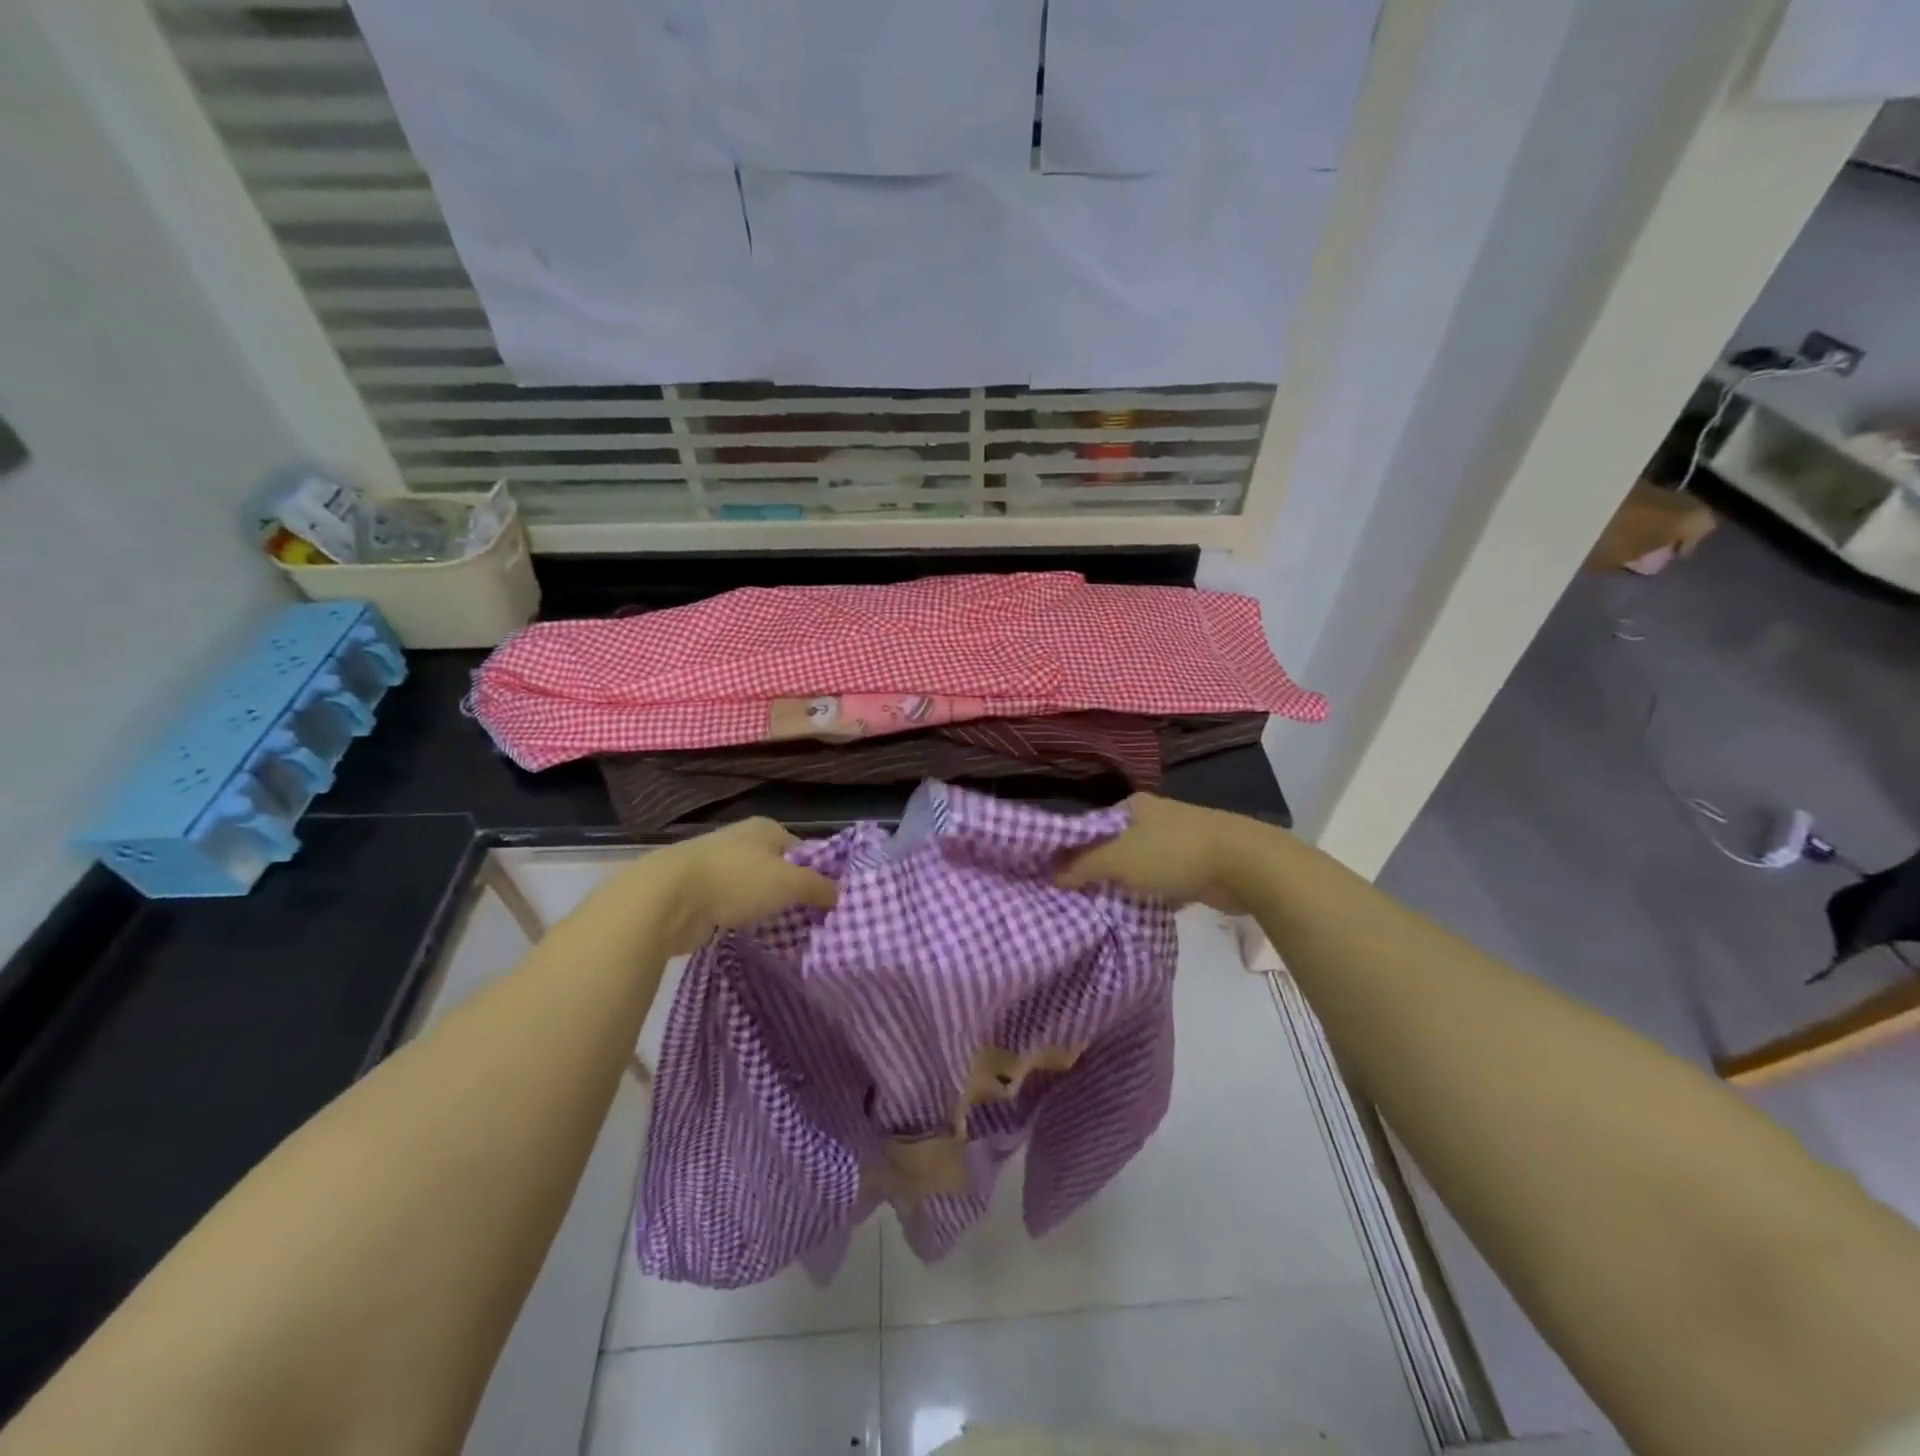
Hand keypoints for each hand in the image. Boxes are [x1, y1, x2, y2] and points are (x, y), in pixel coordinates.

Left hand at [635, 818, 838, 953]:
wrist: (667, 899)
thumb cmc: (736, 880)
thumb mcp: (789, 883)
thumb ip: (818, 887)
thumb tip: (842, 893)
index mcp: (766, 829)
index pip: (804, 849)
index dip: (818, 873)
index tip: (830, 901)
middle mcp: (743, 842)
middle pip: (780, 869)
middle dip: (793, 893)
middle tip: (813, 920)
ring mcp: (718, 867)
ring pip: (755, 889)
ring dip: (767, 908)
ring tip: (788, 932)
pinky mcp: (700, 894)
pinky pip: (733, 906)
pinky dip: (744, 919)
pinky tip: (754, 935)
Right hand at [1056, 794, 1264, 913]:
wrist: (1245, 864)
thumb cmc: (1173, 853)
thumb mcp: (1119, 859)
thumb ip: (1083, 866)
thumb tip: (1052, 874)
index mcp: (1133, 806)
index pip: (1091, 826)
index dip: (1073, 849)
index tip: (1058, 876)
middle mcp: (1154, 817)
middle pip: (1115, 845)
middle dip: (1100, 869)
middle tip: (1077, 896)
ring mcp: (1178, 839)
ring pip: (1140, 863)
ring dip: (1127, 883)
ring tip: (1102, 907)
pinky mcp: (1198, 864)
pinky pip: (1163, 880)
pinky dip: (1152, 893)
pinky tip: (1140, 911)